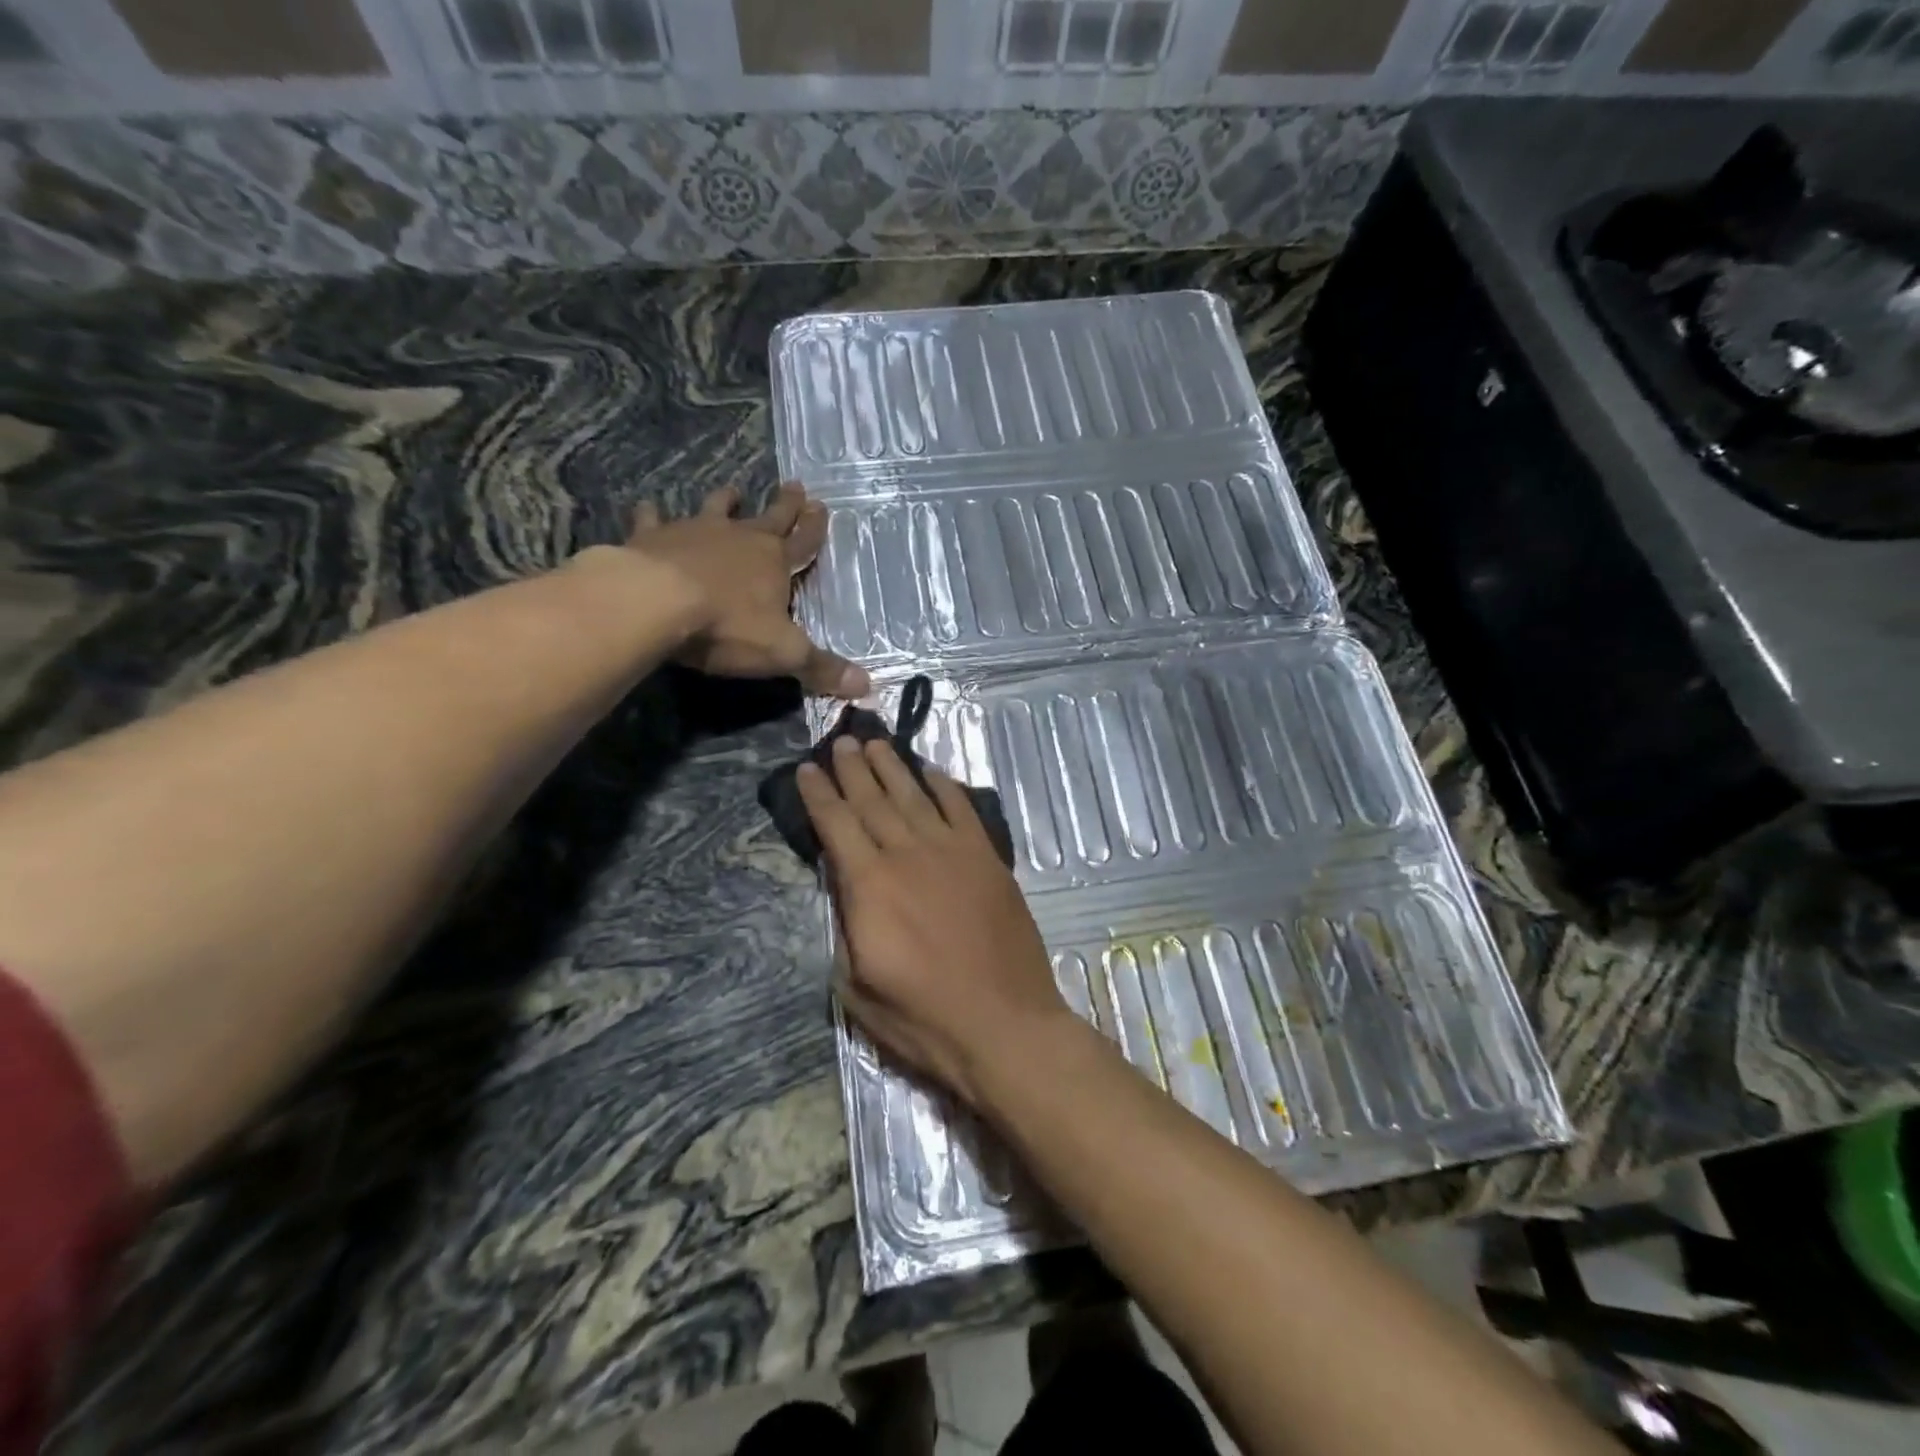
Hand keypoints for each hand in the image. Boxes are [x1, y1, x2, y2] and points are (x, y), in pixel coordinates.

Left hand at [627, 482, 868, 697]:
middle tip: (794, 485)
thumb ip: (822, 668)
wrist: (656, 602)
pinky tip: (648, 508)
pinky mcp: (652, 537)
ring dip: (725, 501)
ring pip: (715, 509)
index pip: (803, 542)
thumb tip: (867, 686)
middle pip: (769, 517)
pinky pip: (653, 520)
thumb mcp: (783, 653)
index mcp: (775, 562)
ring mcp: (694, 532)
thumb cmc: (727, 626)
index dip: (814, 528)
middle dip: (785, 504)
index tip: (822, 506)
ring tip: (732, 490)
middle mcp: (739, 539)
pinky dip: (652, 515)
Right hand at [797, 737, 1075, 1106]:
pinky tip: (931, 772)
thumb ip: (846, 926)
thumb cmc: (924, 1017)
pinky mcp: (987, 858)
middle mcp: (908, 854)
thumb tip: (845, 887)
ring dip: (892, 767)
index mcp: (870, 885)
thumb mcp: (857, 987)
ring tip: (875, 743)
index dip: (818, 794)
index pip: (836, 825)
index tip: (806, 768)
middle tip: (840, 741)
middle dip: (852, 768)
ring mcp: (953, 851)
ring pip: (915, 796)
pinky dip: (944, 786)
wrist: (1004, 1024)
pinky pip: (962, 809)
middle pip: (873, 800)